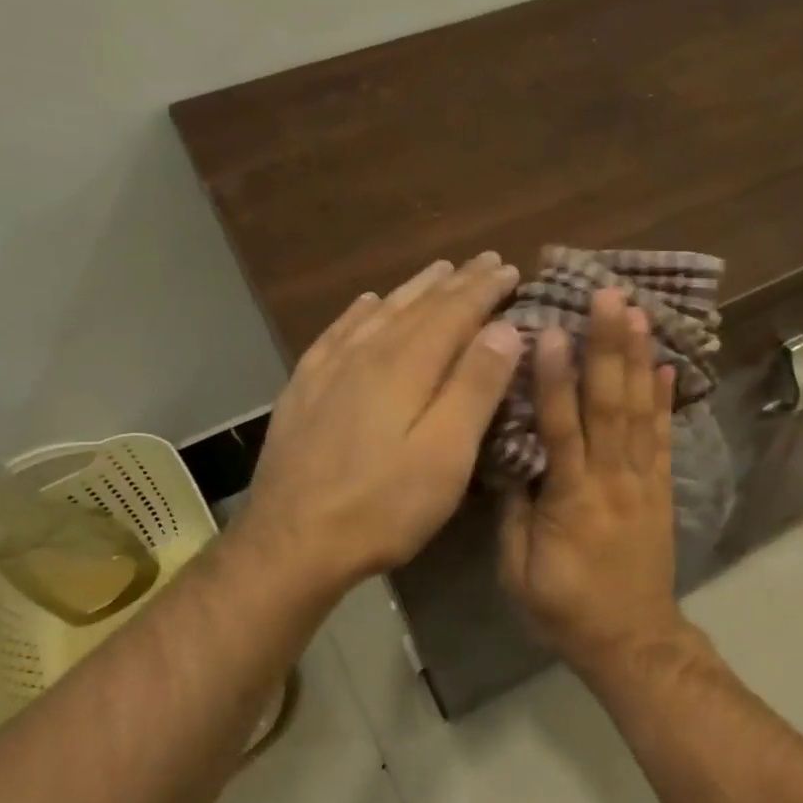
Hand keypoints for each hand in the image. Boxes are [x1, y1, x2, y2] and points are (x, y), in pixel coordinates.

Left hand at [237, 253, 524, 599]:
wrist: (292, 541)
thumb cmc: (384, 504)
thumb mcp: (446, 452)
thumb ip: (476, 387)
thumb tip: (505, 328)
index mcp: (407, 365)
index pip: (455, 312)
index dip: (484, 289)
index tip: (510, 269)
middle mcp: (367, 353)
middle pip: (419, 306)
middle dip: (456, 282)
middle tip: (484, 261)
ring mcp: (328, 369)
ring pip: (379, 313)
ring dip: (413, 289)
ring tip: (437, 271)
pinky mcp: (303, 390)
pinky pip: (337, 333)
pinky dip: (359, 312)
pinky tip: (365, 304)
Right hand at [499, 288, 689, 678]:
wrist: (632, 640)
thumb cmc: (566, 608)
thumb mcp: (518, 572)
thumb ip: (514, 513)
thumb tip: (511, 460)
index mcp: (571, 499)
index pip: (562, 428)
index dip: (555, 379)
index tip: (551, 331)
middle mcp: (612, 479)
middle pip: (610, 405)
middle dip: (608, 347)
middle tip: (609, 297)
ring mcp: (643, 481)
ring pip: (641, 412)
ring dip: (638, 359)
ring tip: (638, 313)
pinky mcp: (662, 489)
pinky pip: (665, 438)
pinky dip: (666, 400)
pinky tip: (665, 366)